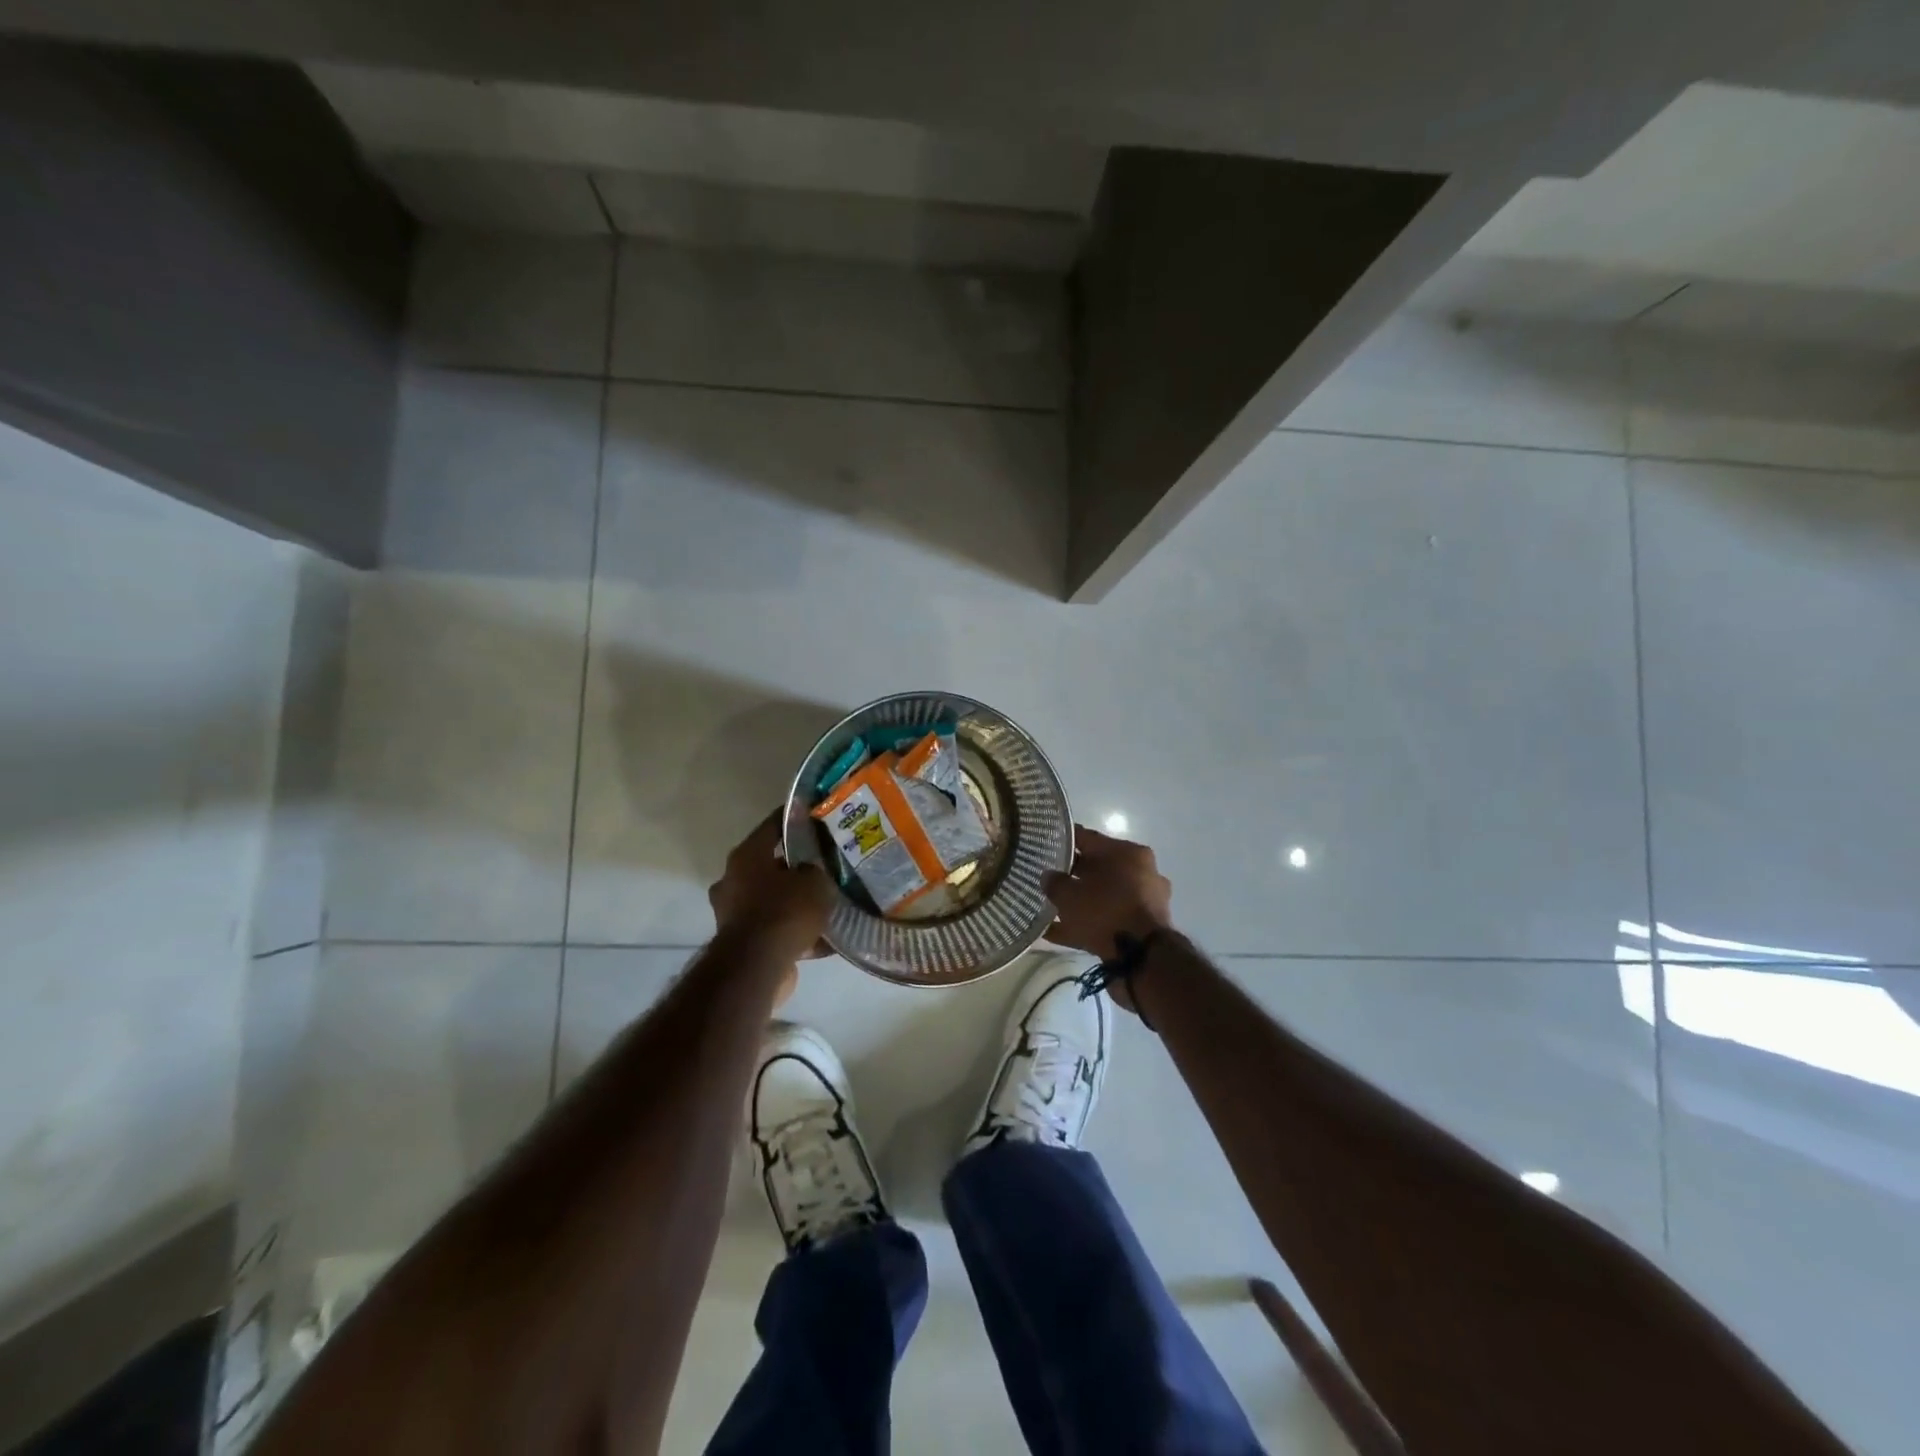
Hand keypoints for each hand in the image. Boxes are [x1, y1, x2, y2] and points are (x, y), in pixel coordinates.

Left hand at [709, 811, 835, 999]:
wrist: (757, 966)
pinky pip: (777, 931)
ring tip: (830, 905)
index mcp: (746, 856)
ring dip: (797, 903)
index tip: (815, 815)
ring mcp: (735, 913)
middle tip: (827, 867)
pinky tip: (827, 939)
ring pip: (774, 900)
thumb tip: (813, 873)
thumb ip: (817, 870)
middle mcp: (734, 881)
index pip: (772, 826)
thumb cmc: (783, 910)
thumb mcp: (815, 881)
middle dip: (798, 868)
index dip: (795, 818)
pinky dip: (797, 933)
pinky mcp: (743, 943)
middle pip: (772, 866)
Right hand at [1041, 825, 1173, 1006]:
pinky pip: (1107, 920)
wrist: (1142, 958)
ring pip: (1103, 896)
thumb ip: (1055, 882)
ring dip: (1079, 902)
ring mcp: (1144, 901)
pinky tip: (1057, 933)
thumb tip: (1048, 877)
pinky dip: (1085, 924)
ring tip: (1049, 909)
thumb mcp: (1069, 894)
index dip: (1063, 840)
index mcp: (1128, 852)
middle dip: (1072, 874)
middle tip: (1046, 879)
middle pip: (1098, 868)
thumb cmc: (1105, 911)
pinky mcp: (1142, 927)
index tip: (1043, 843)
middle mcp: (1141, 872)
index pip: (1087, 838)